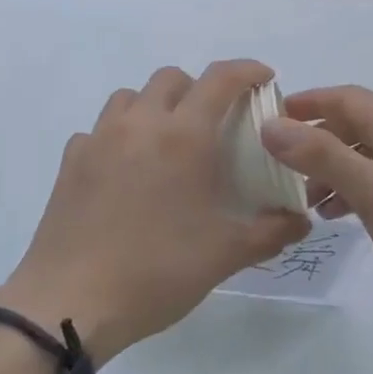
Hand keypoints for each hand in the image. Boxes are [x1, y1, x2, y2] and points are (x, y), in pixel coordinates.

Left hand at [0, 60, 309, 363]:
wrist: (71, 303)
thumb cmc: (157, 271)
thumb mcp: (226, 255)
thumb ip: (272, 231)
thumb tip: (302, 221)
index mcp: (184, 136)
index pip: (221, 79)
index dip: (248, 70)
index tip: (264, 79)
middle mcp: (140, 123)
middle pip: (171, 78)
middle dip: (198, 88)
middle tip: (213, 123)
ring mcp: (99, 139)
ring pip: (130, 96)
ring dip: (154, 106)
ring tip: (166, 142)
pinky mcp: (70, 161)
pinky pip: (99, 130)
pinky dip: (118, 136)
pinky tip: (124, 171)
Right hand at [261, 86, 372, 329]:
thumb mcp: (372, 188)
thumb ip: (321, 155)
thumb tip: (270, 126)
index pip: (344, 97)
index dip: (306, 103)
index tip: (266, 119)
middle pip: (349, 124)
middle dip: (312, 139)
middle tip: (275, 163)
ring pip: (358, 155)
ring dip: (327, 169)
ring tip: (301, 198)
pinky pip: (370, 180)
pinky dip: (346, 190)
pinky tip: (331, 215)